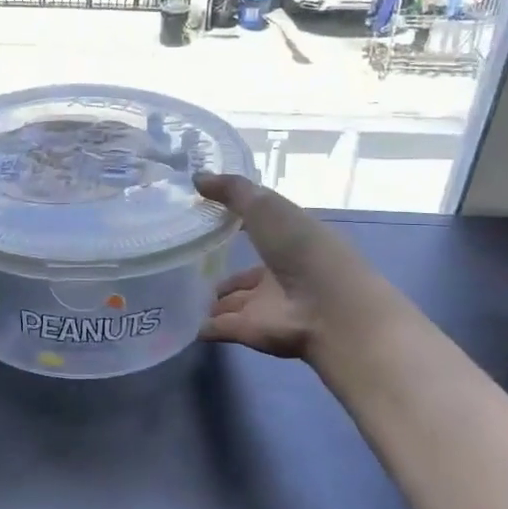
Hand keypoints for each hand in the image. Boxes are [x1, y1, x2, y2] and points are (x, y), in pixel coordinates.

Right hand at [194, 172, 362, 360]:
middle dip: (222, 271)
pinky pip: (219, 327)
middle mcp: (279, 275)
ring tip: (179, 294)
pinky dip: (202, 327)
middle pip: (246, 274)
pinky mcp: (249, 332)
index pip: (259, 232)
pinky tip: (181, 323)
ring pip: (233, 302)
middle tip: (187, 264)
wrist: (328, 309)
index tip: (203, 218)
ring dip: (212, 301)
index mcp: (289, 242)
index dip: (235, 224)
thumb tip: (196, 177)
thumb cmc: (301, 248)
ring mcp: (265, 306)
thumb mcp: (267, 207)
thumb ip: (232, 191)